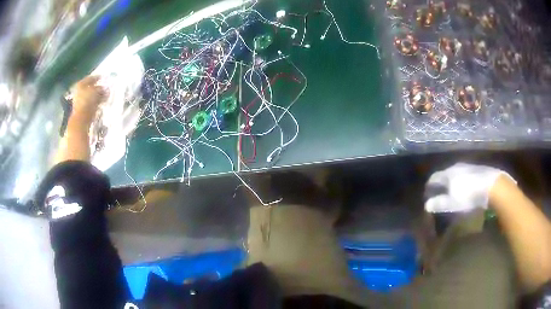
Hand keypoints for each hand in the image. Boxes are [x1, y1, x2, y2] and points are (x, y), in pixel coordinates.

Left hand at [70, 76, 107, 126]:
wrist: (81, 119)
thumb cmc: (87, 102)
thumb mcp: (96, 92)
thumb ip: (101, 89)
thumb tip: (106, 89)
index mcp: (81, 84)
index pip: (90, 78)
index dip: (97, 78)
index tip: (103, 78)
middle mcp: (79, 91)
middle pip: (90, 87)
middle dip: (97, 88)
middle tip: (105, 88)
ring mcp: (79, 101)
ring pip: (90, 96)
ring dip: (97, 96)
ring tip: (104, 97)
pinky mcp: (82, 110)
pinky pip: (90, 103)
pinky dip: (95, 103)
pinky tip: (100, 104)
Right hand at [424, 163, 513, 212]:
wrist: (492, 186)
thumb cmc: (469, 195)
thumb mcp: (453, 203)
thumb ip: (439, 203)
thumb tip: (427, 205)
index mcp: (448, 174)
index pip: (434, 178)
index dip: (429, 186)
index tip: (427, 194)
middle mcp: (456, 167)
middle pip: (444, 174)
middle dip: (440, 184)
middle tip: (439, 193)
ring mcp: (467, 166)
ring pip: (455, 173)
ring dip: (451, 182)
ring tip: (452, 191)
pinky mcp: (476, 169)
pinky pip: (464, 174)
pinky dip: (461, 181)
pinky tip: (465, 188)